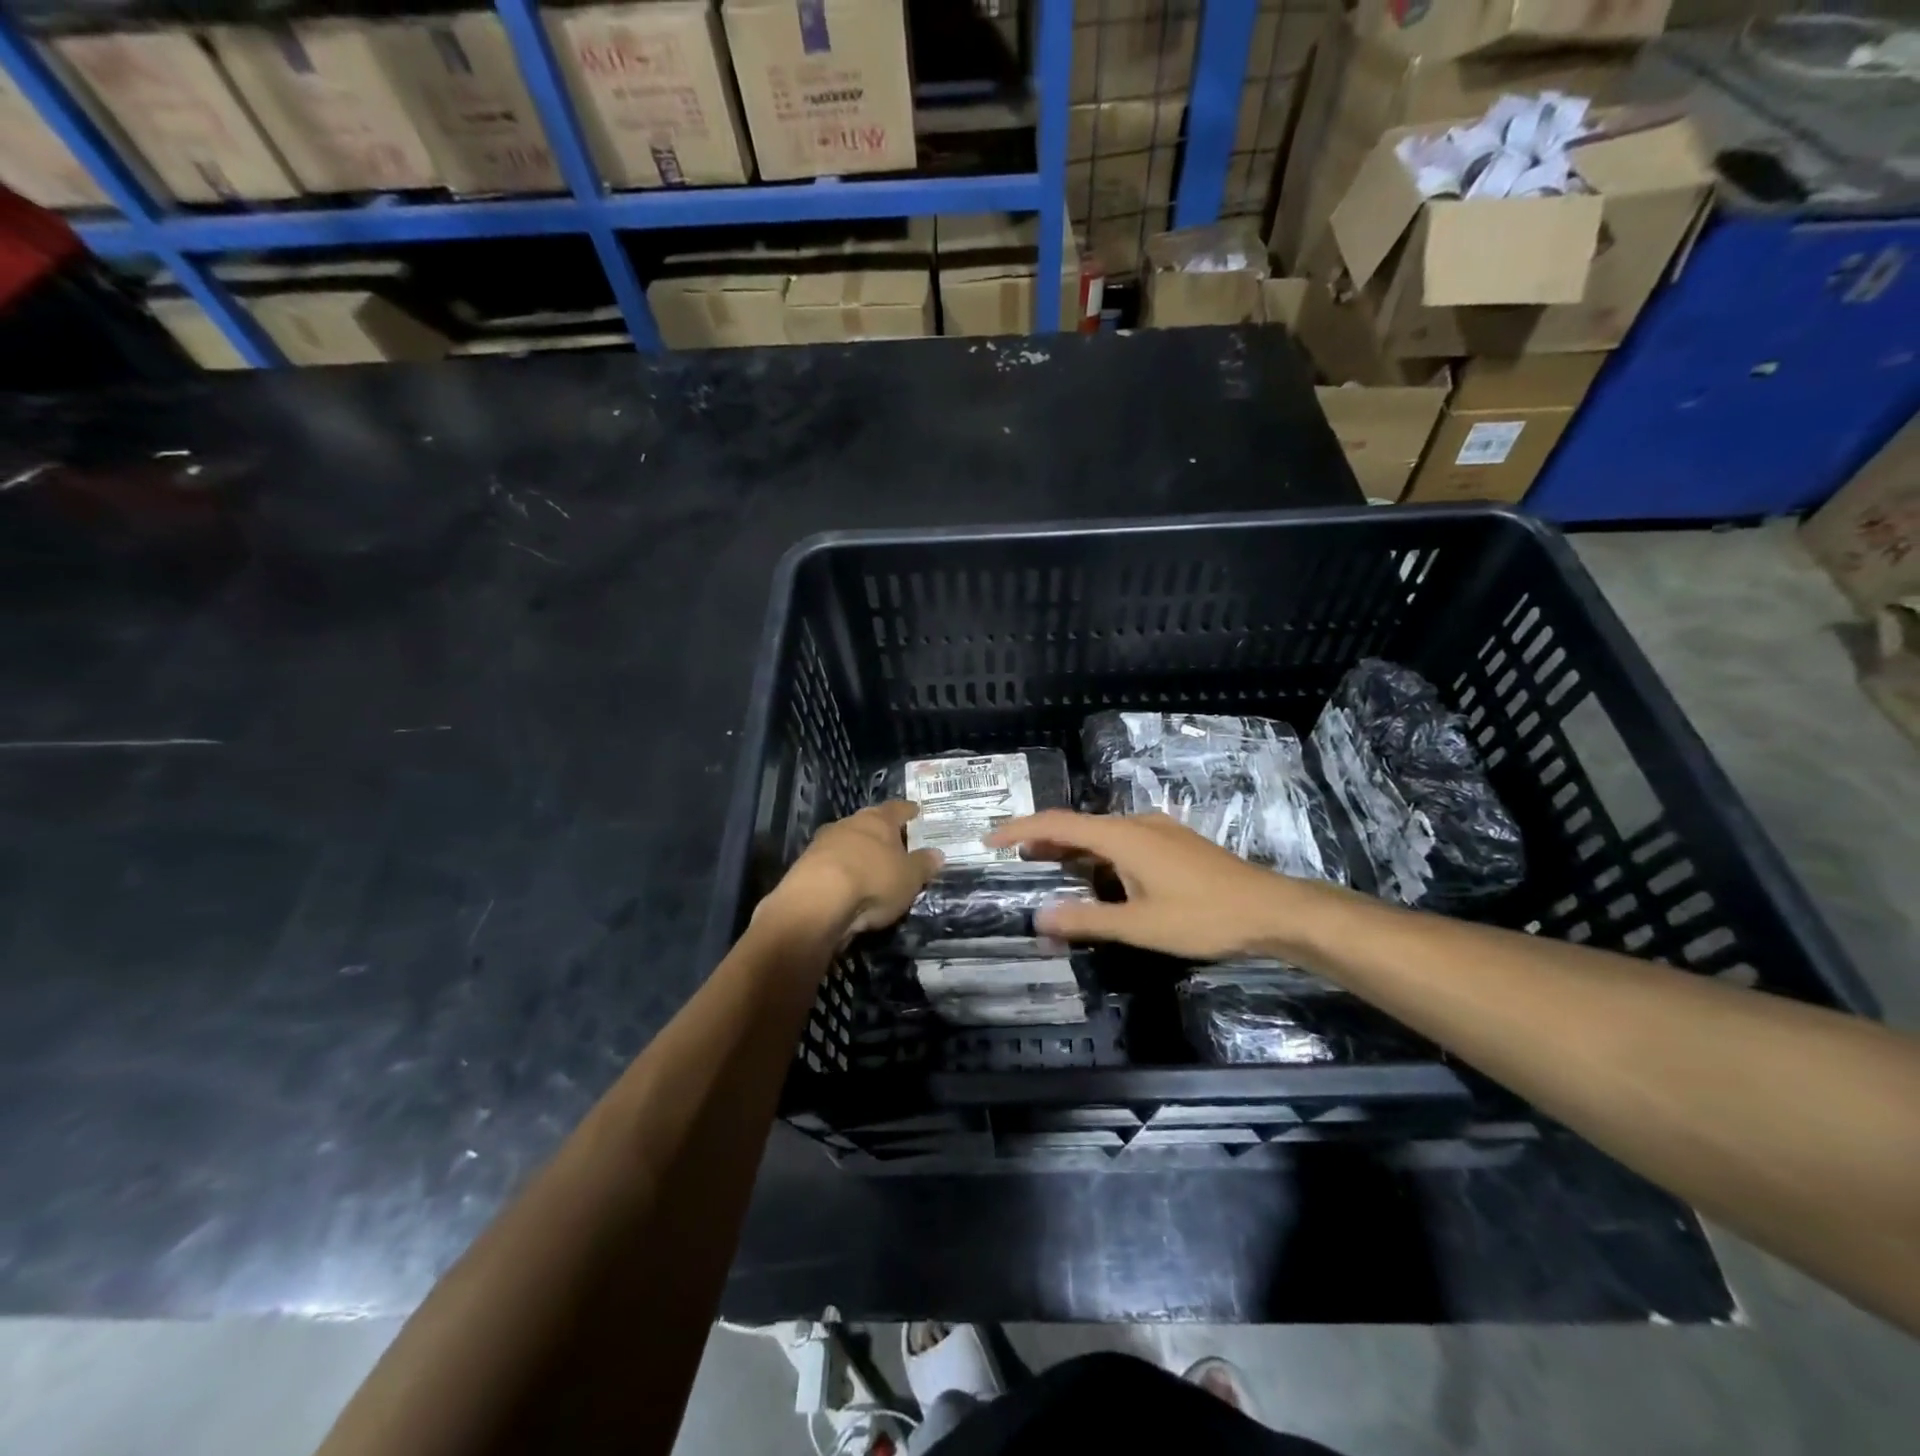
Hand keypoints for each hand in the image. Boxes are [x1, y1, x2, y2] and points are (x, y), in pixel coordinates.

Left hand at [758, 801, 943, 941]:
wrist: (817, 902)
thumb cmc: (873, 880)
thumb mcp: (910, 877)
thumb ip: (923, 864)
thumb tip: (937, 853)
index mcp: (878, 820)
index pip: (897, 808)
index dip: (908, 810)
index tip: (915, 810)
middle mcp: (849, 824)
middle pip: (869, 823)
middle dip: (881, 831)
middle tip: (894, 840)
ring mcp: (824, 843)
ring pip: (847, 841)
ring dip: (858, 851)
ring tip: (871, 865)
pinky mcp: (806, 866)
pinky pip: (832, 863)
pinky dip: (842, 870)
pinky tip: (848, 884)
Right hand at [985, 810, 1347, 961]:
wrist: (1271, 910)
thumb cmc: (1203, 916)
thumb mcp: (1140, 925)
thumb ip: (1087, 919)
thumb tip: (1039, 917)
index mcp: (1122, 836)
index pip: (1057, 823)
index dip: (1020, 828)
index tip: (990, 839)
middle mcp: (1136, 823)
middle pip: (1078, 825)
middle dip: (1043, 840)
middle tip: (1014, 859)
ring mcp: (1159, 831)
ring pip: (1102, 834)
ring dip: (1072, 850)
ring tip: (1048, 869)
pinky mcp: (1174, 843)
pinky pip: (1123, 842)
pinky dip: (1098, 856)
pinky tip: (1100, 879)